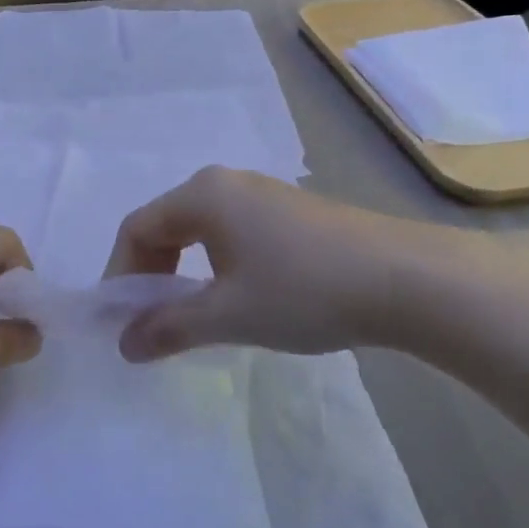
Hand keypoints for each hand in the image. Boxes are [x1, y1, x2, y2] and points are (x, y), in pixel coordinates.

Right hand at [103, 167, 484, 361]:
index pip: (137, 228)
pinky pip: (230, 232)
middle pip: (165, 223)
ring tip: (191, 313)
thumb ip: (168, 327)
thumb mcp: (228, 315)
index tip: (121, 321)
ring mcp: (262, 193)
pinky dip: (214, 264)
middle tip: (151, 319)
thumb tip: (123, 345)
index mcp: (202, 195)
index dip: (120, 274)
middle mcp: (226, 182)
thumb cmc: (304, 290)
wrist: (408, 280)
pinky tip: (236, 296)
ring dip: (182, 270)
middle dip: (150, 272)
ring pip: (199, 229)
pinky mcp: (291, 212)